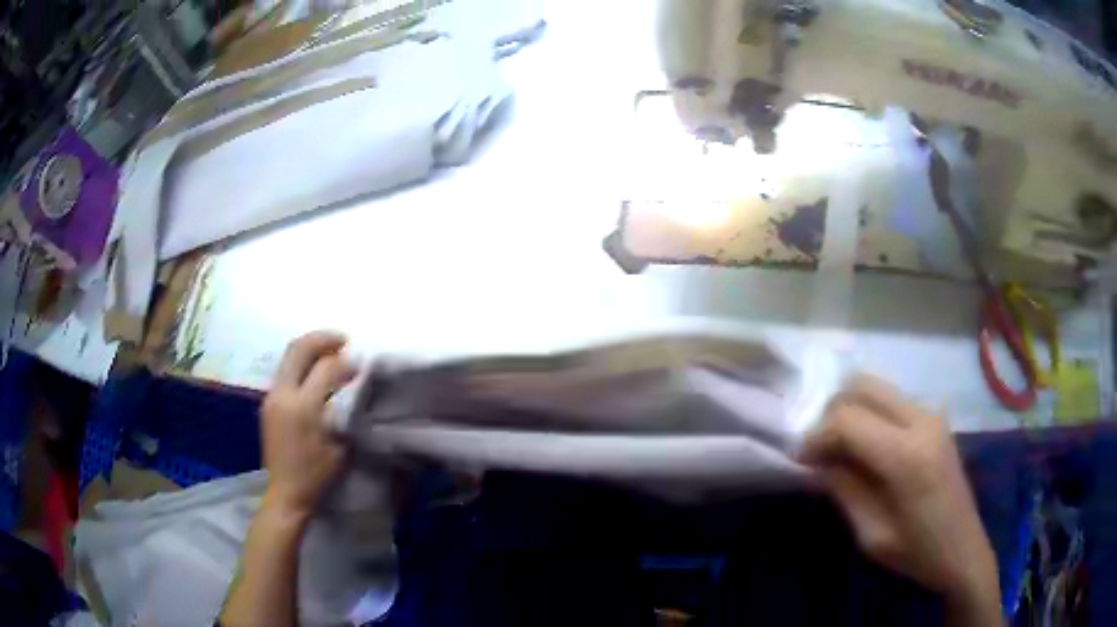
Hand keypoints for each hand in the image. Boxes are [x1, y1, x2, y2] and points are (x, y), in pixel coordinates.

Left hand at [260, 331, 357, 520]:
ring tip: (332, 352)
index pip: (326, 368)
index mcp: (302, 407)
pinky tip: (316, 372)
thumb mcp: (340, 447)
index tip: (362, 364)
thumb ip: (346, 412)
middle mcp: (283, 394)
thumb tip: (355, 387)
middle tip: (344, 341)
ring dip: (311, 348)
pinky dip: (302, 363)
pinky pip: (285, 370)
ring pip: (289, 356)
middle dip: (323, 339)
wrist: (286, 493)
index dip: (347, 361)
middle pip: (299, 348)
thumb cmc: (317, 475)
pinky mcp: (268, 402)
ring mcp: (272, 396)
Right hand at [799, 375, 999, 623]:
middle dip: (831, 413)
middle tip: (818, 450)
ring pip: (877, 388)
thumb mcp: (871, 533)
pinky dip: (869, 415)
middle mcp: (922, 421)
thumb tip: (815, 462)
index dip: (815, 437)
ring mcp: (932, 415)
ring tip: (838, 449)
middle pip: (862, 387)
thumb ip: (843, 490)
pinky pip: (892, 401)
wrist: (964, 550)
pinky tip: (865, 448)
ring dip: (850, 411)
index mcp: (907, 455)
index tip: (799, 461)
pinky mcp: (936, 420)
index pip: (848, 420)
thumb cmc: (917, 553)